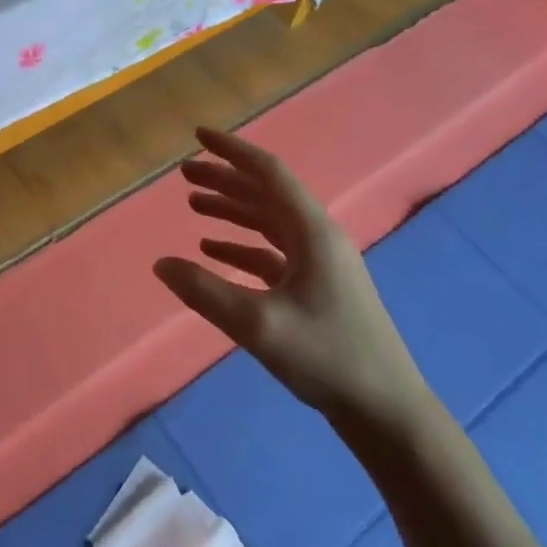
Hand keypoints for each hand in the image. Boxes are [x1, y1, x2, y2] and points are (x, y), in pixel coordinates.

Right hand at [153, 127, 434, 437]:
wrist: (385, 411)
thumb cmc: (326, 357)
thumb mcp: (257, 324)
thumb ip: (204, 291)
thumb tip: (160, 264)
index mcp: (312, 231)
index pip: (268, 173)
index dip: (232, 151)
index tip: (199, 136)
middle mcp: (318, 237)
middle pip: (265, 194)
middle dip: (224, 179)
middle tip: (184, 173)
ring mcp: (320, 263)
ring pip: (268, 221)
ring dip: (232, 209)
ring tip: (192, 204)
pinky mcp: (317, 287)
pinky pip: (272, 252)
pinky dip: (242, 244)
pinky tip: (213, 250)